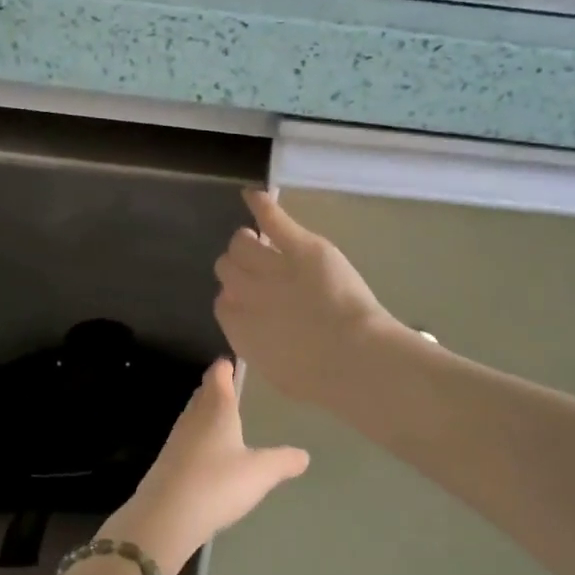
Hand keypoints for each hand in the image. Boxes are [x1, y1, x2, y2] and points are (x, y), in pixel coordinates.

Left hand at [104, 358, 308, 574]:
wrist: (165, 517)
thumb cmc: (216, 484)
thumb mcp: (260, 473)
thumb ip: (283, 461)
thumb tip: (304, 455)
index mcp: (216, 410)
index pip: (218, 377)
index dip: (224, 367)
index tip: (230, 362)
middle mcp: (193, 419)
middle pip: (202, 394)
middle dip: (214, 388)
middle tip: (227, 385)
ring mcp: (176, 441)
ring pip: (193, 417)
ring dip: (205, 413)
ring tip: (220, 416)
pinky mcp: (166, 464)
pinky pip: (186, 441)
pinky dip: (197, 439)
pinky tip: (206, 453)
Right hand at [214, 190, 398, 404]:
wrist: (352, 358)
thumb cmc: (319, 378)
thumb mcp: (277, 373)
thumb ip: (256, 348)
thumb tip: (249, 333)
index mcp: (239, 328)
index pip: (221, 302)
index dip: (235, 297)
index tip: (250, 300)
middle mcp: (247, 294)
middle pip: (225, 267)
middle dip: (238, 268)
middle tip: (258, 269)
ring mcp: (272, 267)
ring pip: (241, 243)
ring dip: (247, 241)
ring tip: (260, 241)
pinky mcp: (300, 248)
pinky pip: (272, 220)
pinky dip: (261, 204)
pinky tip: (253, 196)